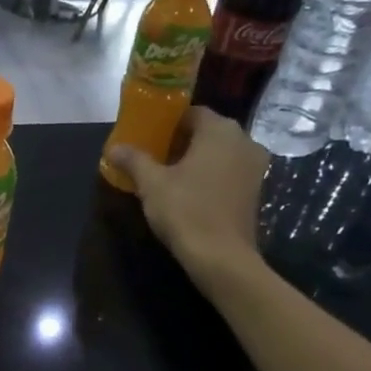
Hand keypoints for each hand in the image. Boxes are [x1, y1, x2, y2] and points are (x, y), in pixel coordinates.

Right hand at [106, 109, 270, 287]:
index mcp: (220, 130)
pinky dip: (210, 175)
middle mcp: (243, 140)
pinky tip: (190, 192)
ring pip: (220, 153)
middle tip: (154, 157)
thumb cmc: (185, 211)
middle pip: (207, 132)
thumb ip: (134, 160)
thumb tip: (114, 148)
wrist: (221, 256)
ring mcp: (254, 166)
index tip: (148, 137)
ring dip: (196, 159)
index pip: (191, 113)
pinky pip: (229, 171)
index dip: (167, 123)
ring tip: (169, 175)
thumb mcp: (152, 184)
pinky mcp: (256, 189)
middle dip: (181, 142)